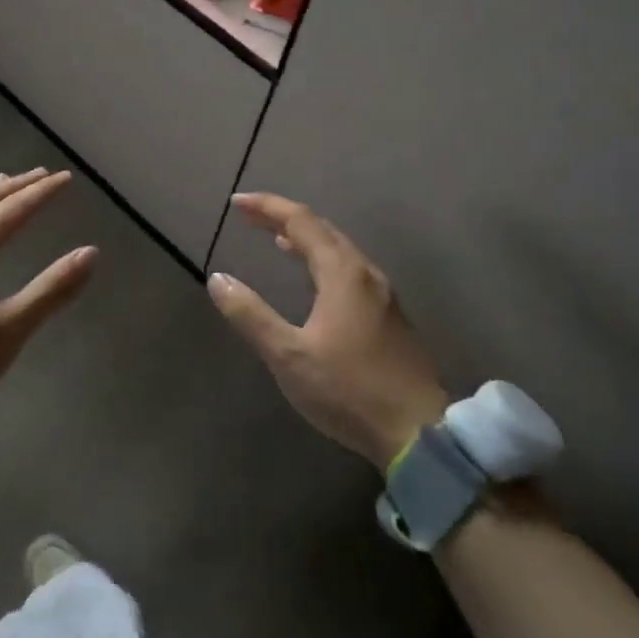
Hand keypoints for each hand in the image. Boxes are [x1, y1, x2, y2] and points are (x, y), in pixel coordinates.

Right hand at [208, 193, 449, 470]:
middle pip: (322, 229)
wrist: (420, 434)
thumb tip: (218, 280)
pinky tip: (313, 278)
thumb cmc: (349, 390)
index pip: (300, 221)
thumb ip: (251, 316)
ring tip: (276, 239)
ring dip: (305, 238)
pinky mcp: (390, 316)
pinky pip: (349, 269)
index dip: (267, 207)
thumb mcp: (289, 356)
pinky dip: (322, 258)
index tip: (236, 203)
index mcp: (342, 273)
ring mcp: (383, 294)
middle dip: (284, 217)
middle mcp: (365, 273)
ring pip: (339, 249)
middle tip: (250, 216)